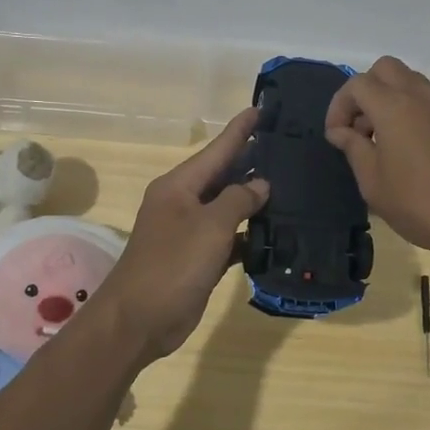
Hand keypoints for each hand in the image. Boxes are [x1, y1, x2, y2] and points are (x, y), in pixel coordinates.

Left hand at [90, 108, 269, 361]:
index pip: (216, 149)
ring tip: (291, 183)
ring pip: (228, 207)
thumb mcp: (209, 227)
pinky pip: (230, 237)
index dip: (240, 129)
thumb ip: (238, 200)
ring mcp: (190, 232)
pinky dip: (250, 234)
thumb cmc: (172, 265)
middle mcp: (183, 203)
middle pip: (223, 175)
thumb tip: (260, 184)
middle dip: (251, 160)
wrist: (138, 321)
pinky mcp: (198, 259)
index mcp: (179, 186)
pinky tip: (276, 232)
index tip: (262, 108)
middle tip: (287, 145)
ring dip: (254, 199)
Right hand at [326, 57, 429, 295]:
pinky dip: (414, 113)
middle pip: (386, 69)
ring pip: (412, 83)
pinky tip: (414, 151)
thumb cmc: (418, 204)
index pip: (357, 84)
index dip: (339, 106)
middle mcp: (423, 97)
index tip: (336, 136)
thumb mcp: (373, 182)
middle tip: (360, 128)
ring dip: (391, 100)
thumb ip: (354, 148)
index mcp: (395, 107)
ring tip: (385, 141)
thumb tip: (342, 131)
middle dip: (366, 91)